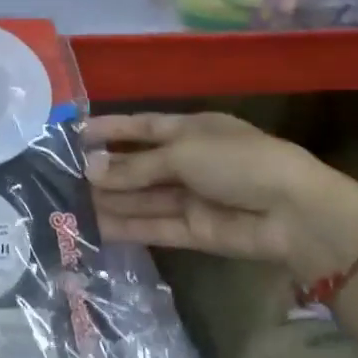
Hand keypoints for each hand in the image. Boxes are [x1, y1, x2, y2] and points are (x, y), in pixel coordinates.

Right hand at [86, 112, 357, 282]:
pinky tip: (94, 226)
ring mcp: (191, 197)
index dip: (111, 129)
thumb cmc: (239, 162)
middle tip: (62, 176)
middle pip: (139, 165)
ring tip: (68, 204)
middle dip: (105, 170)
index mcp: (191, 130)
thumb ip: (135, 165)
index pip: (142, 126)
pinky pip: (153, 226)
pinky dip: (126, 227)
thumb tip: (90, 169)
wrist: (295, 214)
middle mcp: (188, 161)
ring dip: (110, 200)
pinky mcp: (193, 231)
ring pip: (142, 198)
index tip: (74, 133)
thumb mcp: (183, 153)